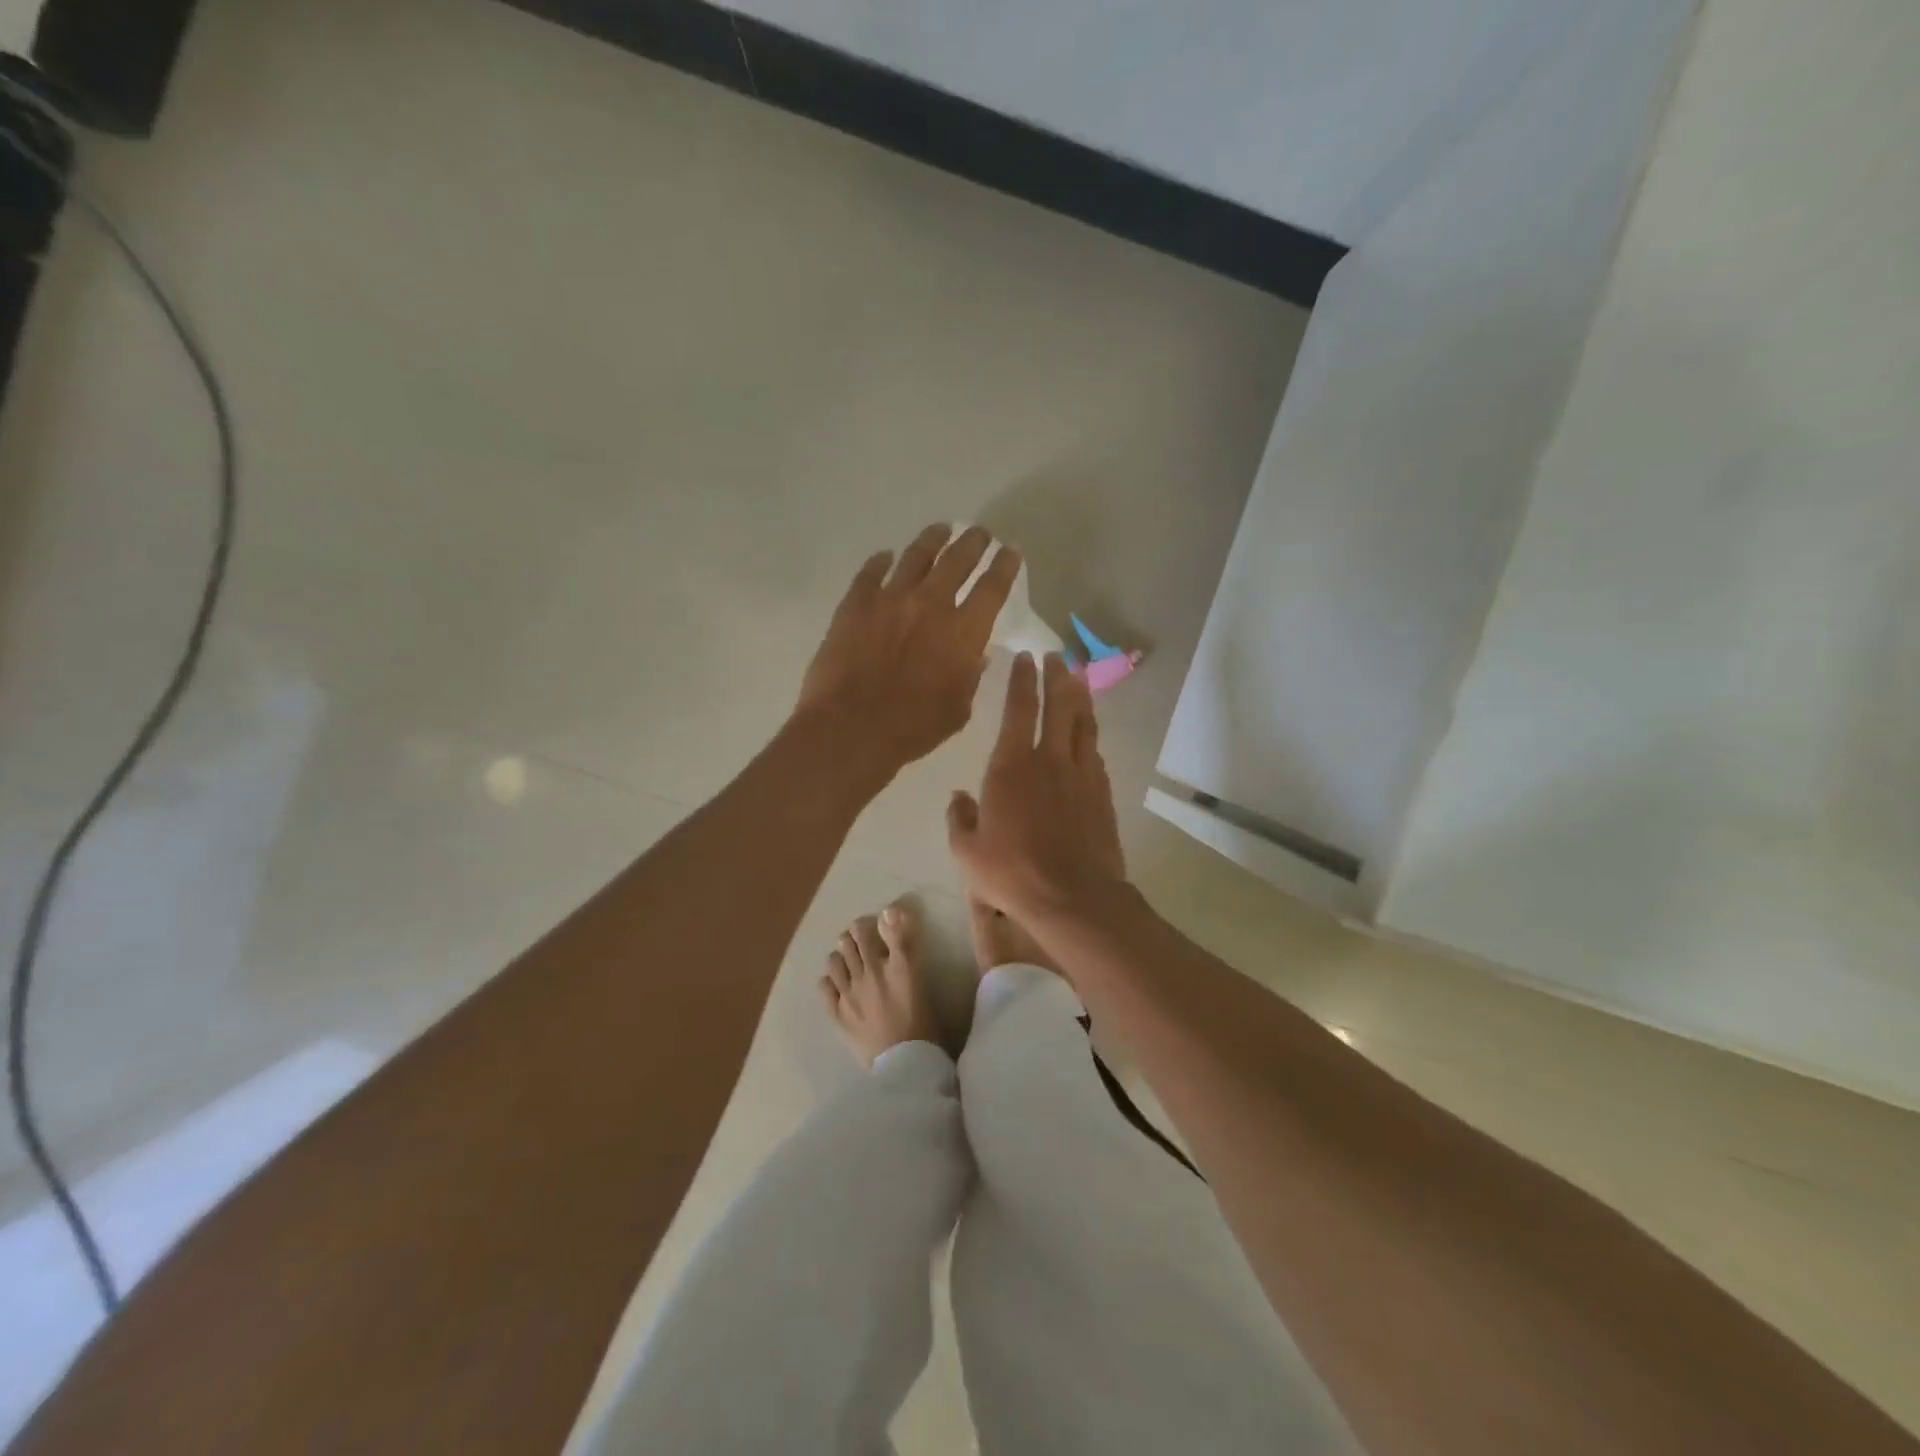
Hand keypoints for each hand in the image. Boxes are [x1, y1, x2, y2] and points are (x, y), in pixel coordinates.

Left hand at [795, 524, 1020, 773]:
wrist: (851, 727)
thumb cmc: (913, 728)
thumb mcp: (958, 709)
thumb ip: (969, 677)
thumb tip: (975, 655)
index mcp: (964, 631)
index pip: (993, 587)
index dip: (1005, 565)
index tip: (1011, 551)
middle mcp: (931, 603)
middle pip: (958, 560)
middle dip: (974, 543)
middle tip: (980, 533)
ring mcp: (890, 598)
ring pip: (917, 555)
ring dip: (933, 539)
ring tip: (941, 529)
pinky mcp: (856, 603)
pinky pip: (871, 572)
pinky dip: (881, 561)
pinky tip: (885, 556)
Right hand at [947, 652, 1127, 919]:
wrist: (1074, 897)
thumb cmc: (1013, 873)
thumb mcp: (967, 852)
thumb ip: (959, 819)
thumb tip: (958, 797)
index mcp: (1011, 766)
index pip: (1018, 709)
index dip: (1021, 680)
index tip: (1025, 656)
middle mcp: (1049, 760)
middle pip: (1058, 705)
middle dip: (1057, 676)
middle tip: (1056, 656)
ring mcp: (1081, 774)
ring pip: (1083, 723)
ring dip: (1080, 697)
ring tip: (1078, 678)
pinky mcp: (1102, 792)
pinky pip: (1095, 753)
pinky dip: (1090, 734)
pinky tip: (1089, 732)